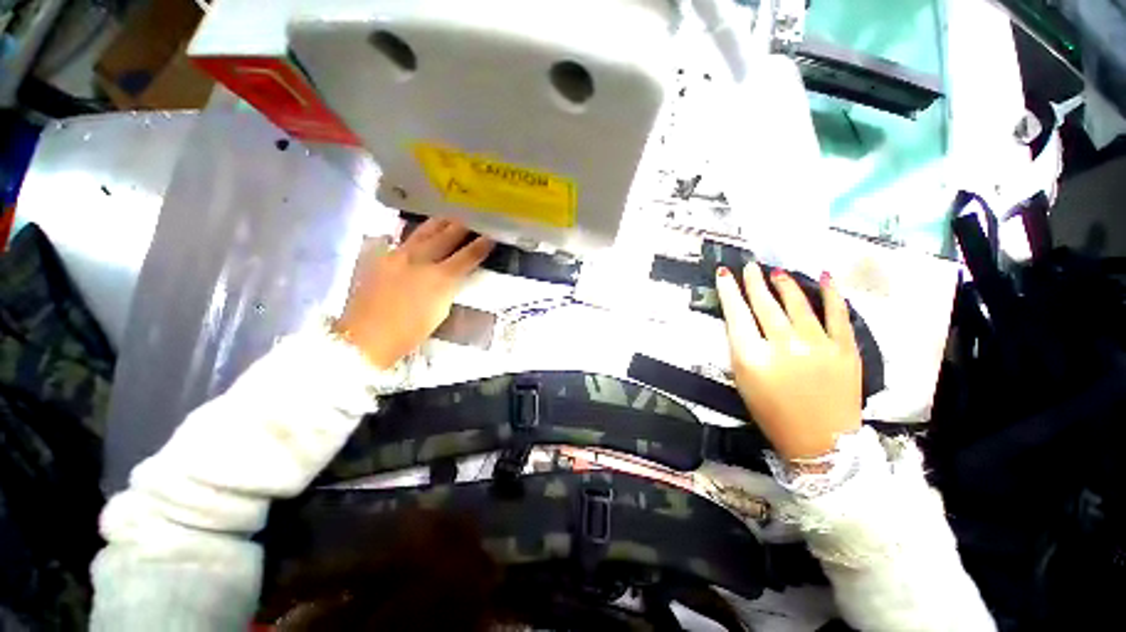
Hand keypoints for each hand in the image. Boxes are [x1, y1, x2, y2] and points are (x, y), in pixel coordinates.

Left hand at [334, 218, 493, 368]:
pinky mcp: (381, 258)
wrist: (367, 336)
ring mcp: (398, 256)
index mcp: (440, 278)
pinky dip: (416, 234)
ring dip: (439, 224)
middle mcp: (420, 260)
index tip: (491, 237)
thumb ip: (449, 288)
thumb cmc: (410, 331)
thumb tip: (453, 275)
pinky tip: (419, 233)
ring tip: (448, 218)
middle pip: (445, 237)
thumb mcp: (440, 311)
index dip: (481, 246)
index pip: (466, 256)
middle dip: (461, 228)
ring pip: (423, 232)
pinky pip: (403, 239)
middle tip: (471, 220)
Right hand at [716, 263, 861, 459]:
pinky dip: (830, 293)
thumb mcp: (743, 381)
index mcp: (753, 358)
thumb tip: (741, 318)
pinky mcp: (845, 349)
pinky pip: (837, 314)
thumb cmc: (772, 413)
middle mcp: (783, 346)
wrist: (821, 442)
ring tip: (776, 272)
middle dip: (755, 282)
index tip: (724, 274)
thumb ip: (740, 348)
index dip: (729, 291)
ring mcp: (818, 345)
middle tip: (750, 266)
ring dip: (785, 284)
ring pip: (798, 304)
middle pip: (765, 305)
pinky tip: (823, 277)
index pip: (736, 315)